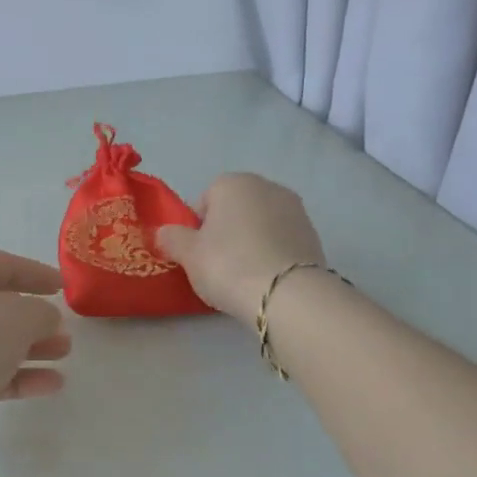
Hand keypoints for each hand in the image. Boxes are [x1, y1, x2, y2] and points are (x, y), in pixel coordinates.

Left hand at [0, 249, 70, 454]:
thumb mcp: (19, 316)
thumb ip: (42, 313)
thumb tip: (45, 319)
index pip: (1, 263)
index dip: (34, 272)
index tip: (62, 287)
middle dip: (33, 318)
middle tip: (64, 331)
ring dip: (29, 348)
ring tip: (63, 356)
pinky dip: (18, 376)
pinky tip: (51, 385)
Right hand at [155, 174, 325, 320]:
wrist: (287, 294)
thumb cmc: (228, 264)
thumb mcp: (187, 254)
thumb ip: (171, 238)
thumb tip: (163, 233)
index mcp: (233, 183)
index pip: (205, 200)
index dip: (196, 227)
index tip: (196, 253)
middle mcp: (267, 187)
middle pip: (235, 210)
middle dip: (225, 231)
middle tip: (216, 264)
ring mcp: (296, 210)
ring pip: (259, 225)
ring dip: (249, 242)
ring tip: (242, 275)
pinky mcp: (313, 235)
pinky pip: (280, 241)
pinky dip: (270, 254)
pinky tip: (264, 278)